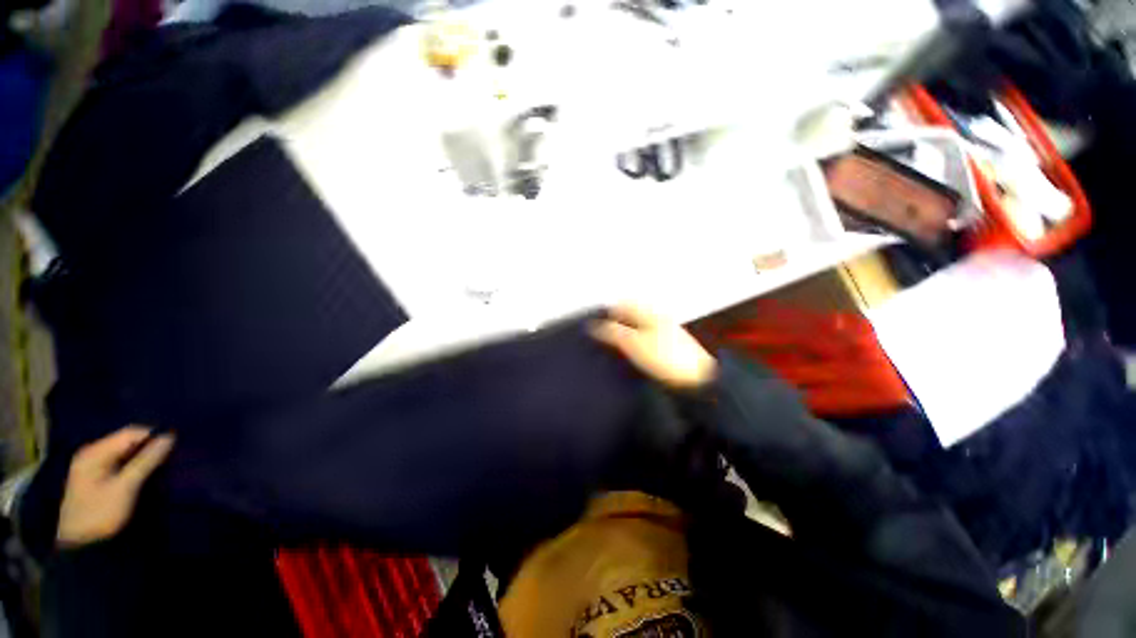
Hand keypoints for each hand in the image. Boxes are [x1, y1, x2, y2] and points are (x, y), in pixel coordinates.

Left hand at [57, 426, 174, 547]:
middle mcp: (93, 453)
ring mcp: (93, 466)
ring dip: (143, 458)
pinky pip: (120, 463)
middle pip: (127, 442)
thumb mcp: (125, 487)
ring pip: (125, 453)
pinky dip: (135, 466)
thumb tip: (170, 437)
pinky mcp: (97, 477)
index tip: (174, 447)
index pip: (130, 433)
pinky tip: (144, 474)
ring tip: (161, 466)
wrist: (80, 543)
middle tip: (169, 458)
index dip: (153, 437)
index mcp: (95, 452)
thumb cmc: (100, 513)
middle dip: (148, 448)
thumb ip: (146, 461)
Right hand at [591, 304, 716, 389]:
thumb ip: (613, 332)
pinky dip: (634, 344)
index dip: (607, 313)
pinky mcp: (669, 348)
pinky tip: (630, 356)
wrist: (698, 381)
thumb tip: (594, 326)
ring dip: (624, 335)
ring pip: (638, 328)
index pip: (623, 305)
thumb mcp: (633, 344)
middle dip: (614, 324)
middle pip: (630, 315)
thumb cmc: (664, 358)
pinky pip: (645, 340)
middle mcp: (658, 319)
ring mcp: (665, 333)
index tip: (593, 327)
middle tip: (599, 339)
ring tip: (610, 350)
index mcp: (649, 313)